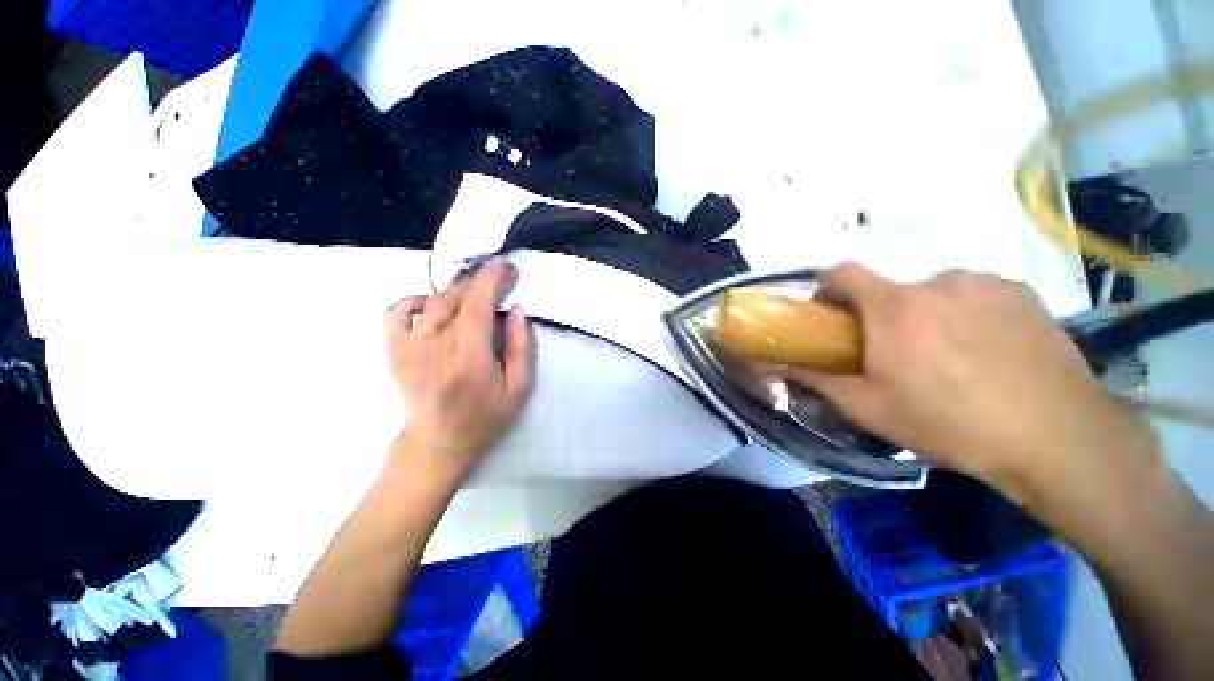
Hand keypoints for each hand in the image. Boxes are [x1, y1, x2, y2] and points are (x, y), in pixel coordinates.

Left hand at [383, 260, 535, 482]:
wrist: (437, 445)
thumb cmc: (485, 419)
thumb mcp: (519, 389)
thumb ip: (522, 348)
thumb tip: (515, 309)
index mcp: (470, 360)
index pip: (477, 305)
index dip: (492, 279)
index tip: (508, 268)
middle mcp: (435, 349)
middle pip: (456, 298)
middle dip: (481, 281)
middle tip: (500, 280)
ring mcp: (409, 349)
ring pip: (432, 301)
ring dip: (458, 290)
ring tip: (476, 294)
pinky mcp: (394, 352)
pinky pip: (394, 313)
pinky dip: (412, 300)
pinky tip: (429, 304)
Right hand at [787, 263, 1157, 501]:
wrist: (1055, 436)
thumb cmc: (949, 422)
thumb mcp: (867, 408)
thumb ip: (815, 379)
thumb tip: (773, 366)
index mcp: (894, 306)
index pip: (843, 272)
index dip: (827, 287)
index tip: (829, 313)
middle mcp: (937, 282)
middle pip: (891, 289)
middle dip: (881, 315)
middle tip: (895, 354)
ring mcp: (985, 284)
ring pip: (936, 292)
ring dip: (926, 314)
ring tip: (947, 356)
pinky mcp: (1023, 293)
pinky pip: (977, 294)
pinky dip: (968, 313)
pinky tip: (987, 351)